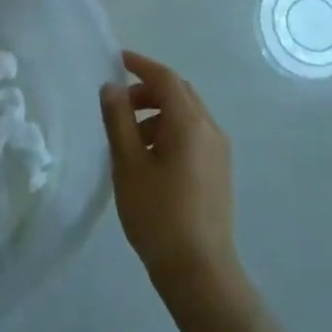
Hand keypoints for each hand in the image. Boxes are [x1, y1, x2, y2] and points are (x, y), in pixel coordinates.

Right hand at [100, 50, 237, 289]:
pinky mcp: (219, 169)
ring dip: (157, 112)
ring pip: (186, 113)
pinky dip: (169, 130)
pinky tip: (148, 157)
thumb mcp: (128, 165)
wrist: (200, 272)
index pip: (165, 78)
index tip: (116, 59)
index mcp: (190, 122)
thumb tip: (111, 87)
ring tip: (128, 137)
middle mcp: (210, 128)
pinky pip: (193, 133)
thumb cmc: (159, 215)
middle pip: (179, 92)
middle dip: (148, 89)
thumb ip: (118, 120)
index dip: (140, 64)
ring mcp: (218, 150)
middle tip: (118, 103)